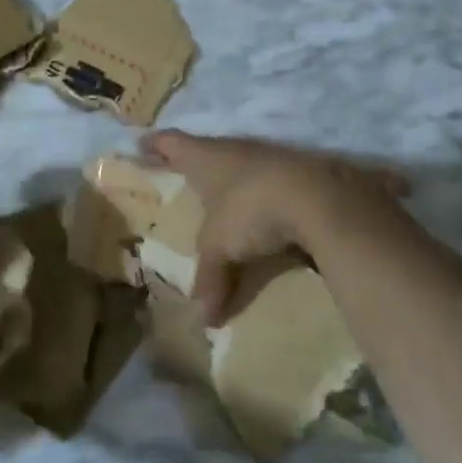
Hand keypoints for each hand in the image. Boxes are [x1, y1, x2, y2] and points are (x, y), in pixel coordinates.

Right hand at [139, 130, 407, 323]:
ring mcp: (268, 158)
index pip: (171, 143)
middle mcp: (234, 149)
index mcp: (205, 157)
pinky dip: (261, 197)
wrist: (319, 197)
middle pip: (207, 152)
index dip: (155, 145)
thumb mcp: (220, 248)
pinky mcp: (297, 173)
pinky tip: (263, 214)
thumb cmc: (250, 209)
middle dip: (195, 165)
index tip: (142, 145)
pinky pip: (269, 184)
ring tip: (222, 199)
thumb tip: (206, 319)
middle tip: (182, 177)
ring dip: (231, 181)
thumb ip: (210, 277)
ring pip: (240, 167)